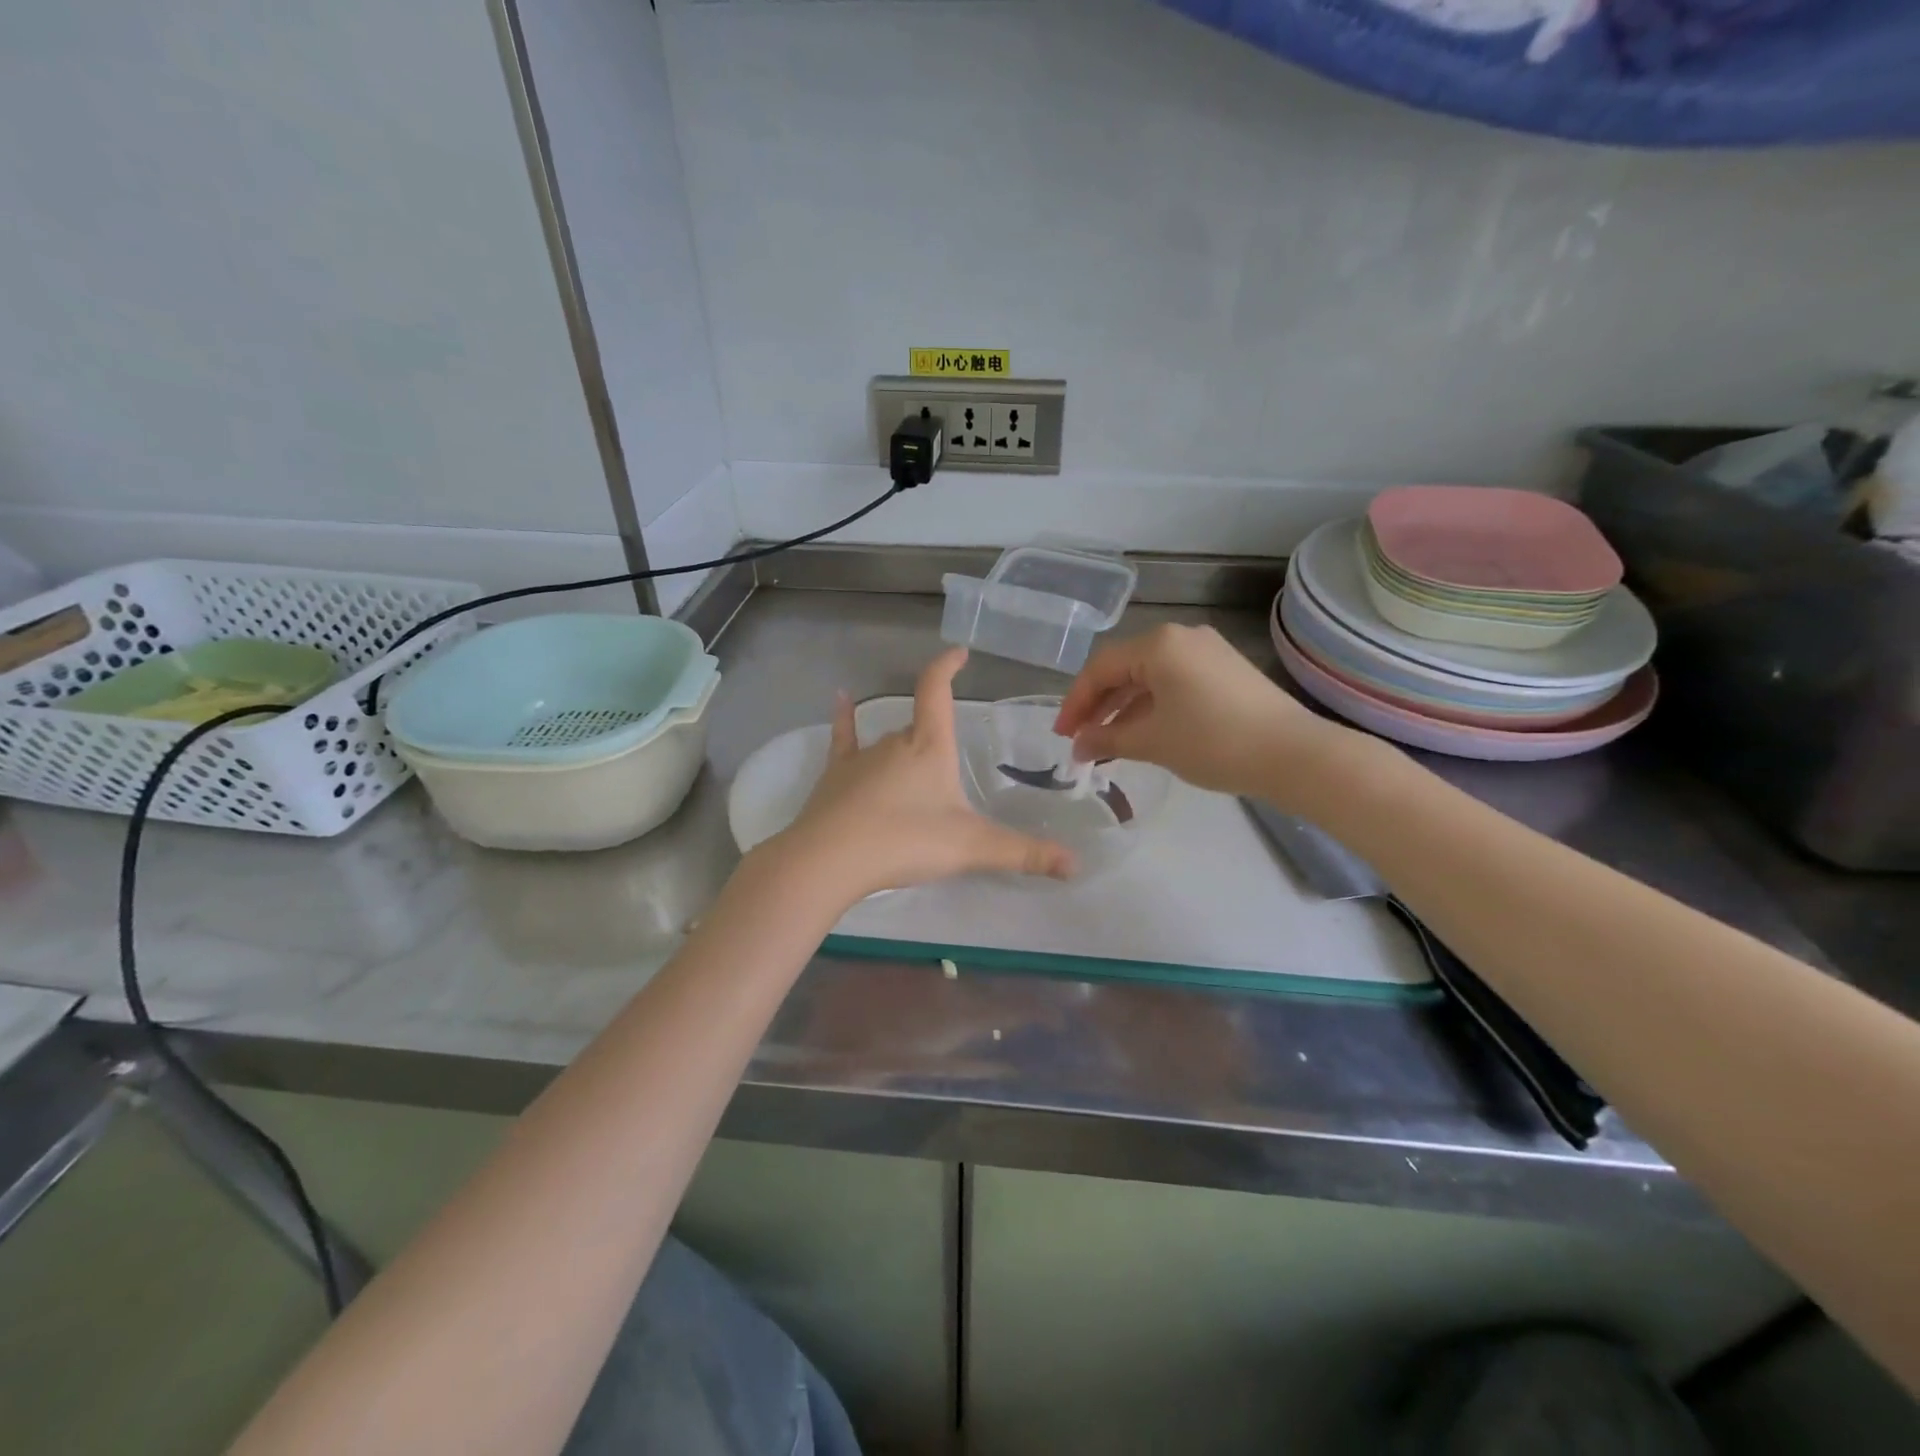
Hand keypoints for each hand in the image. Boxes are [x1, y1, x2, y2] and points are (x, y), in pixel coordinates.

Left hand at [772, 648, 1074, 902]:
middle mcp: (894, 742)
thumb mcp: (972, 848)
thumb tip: (1076, 866)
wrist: (830, 860)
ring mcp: (860, 757)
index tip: (959, 652)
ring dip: (905, 751)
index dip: (947, 667)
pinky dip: (844, 720)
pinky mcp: (835, 777)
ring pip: (890, 743)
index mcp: (929, 746)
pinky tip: (839, 699)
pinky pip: (843, 741)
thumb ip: (1023, 854)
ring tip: (916, 775)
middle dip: (936, 737)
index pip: (937, 690)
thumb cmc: (905, 841)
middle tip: (952, 764)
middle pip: (920, 726)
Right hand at [1053, 624, 1353, 802]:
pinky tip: (1143, 732)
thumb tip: (1078, 746)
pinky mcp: (1225, 670)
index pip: (1101, 668)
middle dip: (1098, 705)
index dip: (1076, 702)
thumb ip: (1106, 739)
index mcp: (1159, 644)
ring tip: (1106, 742)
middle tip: (1079, 738)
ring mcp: (1207, 652)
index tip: (1062, 735)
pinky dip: (1152, 706)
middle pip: (1124, 668)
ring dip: (1124, 708)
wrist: (1293, 754)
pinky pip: (1174, 682)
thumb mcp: (1151, 741)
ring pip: (1149, 677)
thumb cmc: (1213, 741)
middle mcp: (1182, 637)